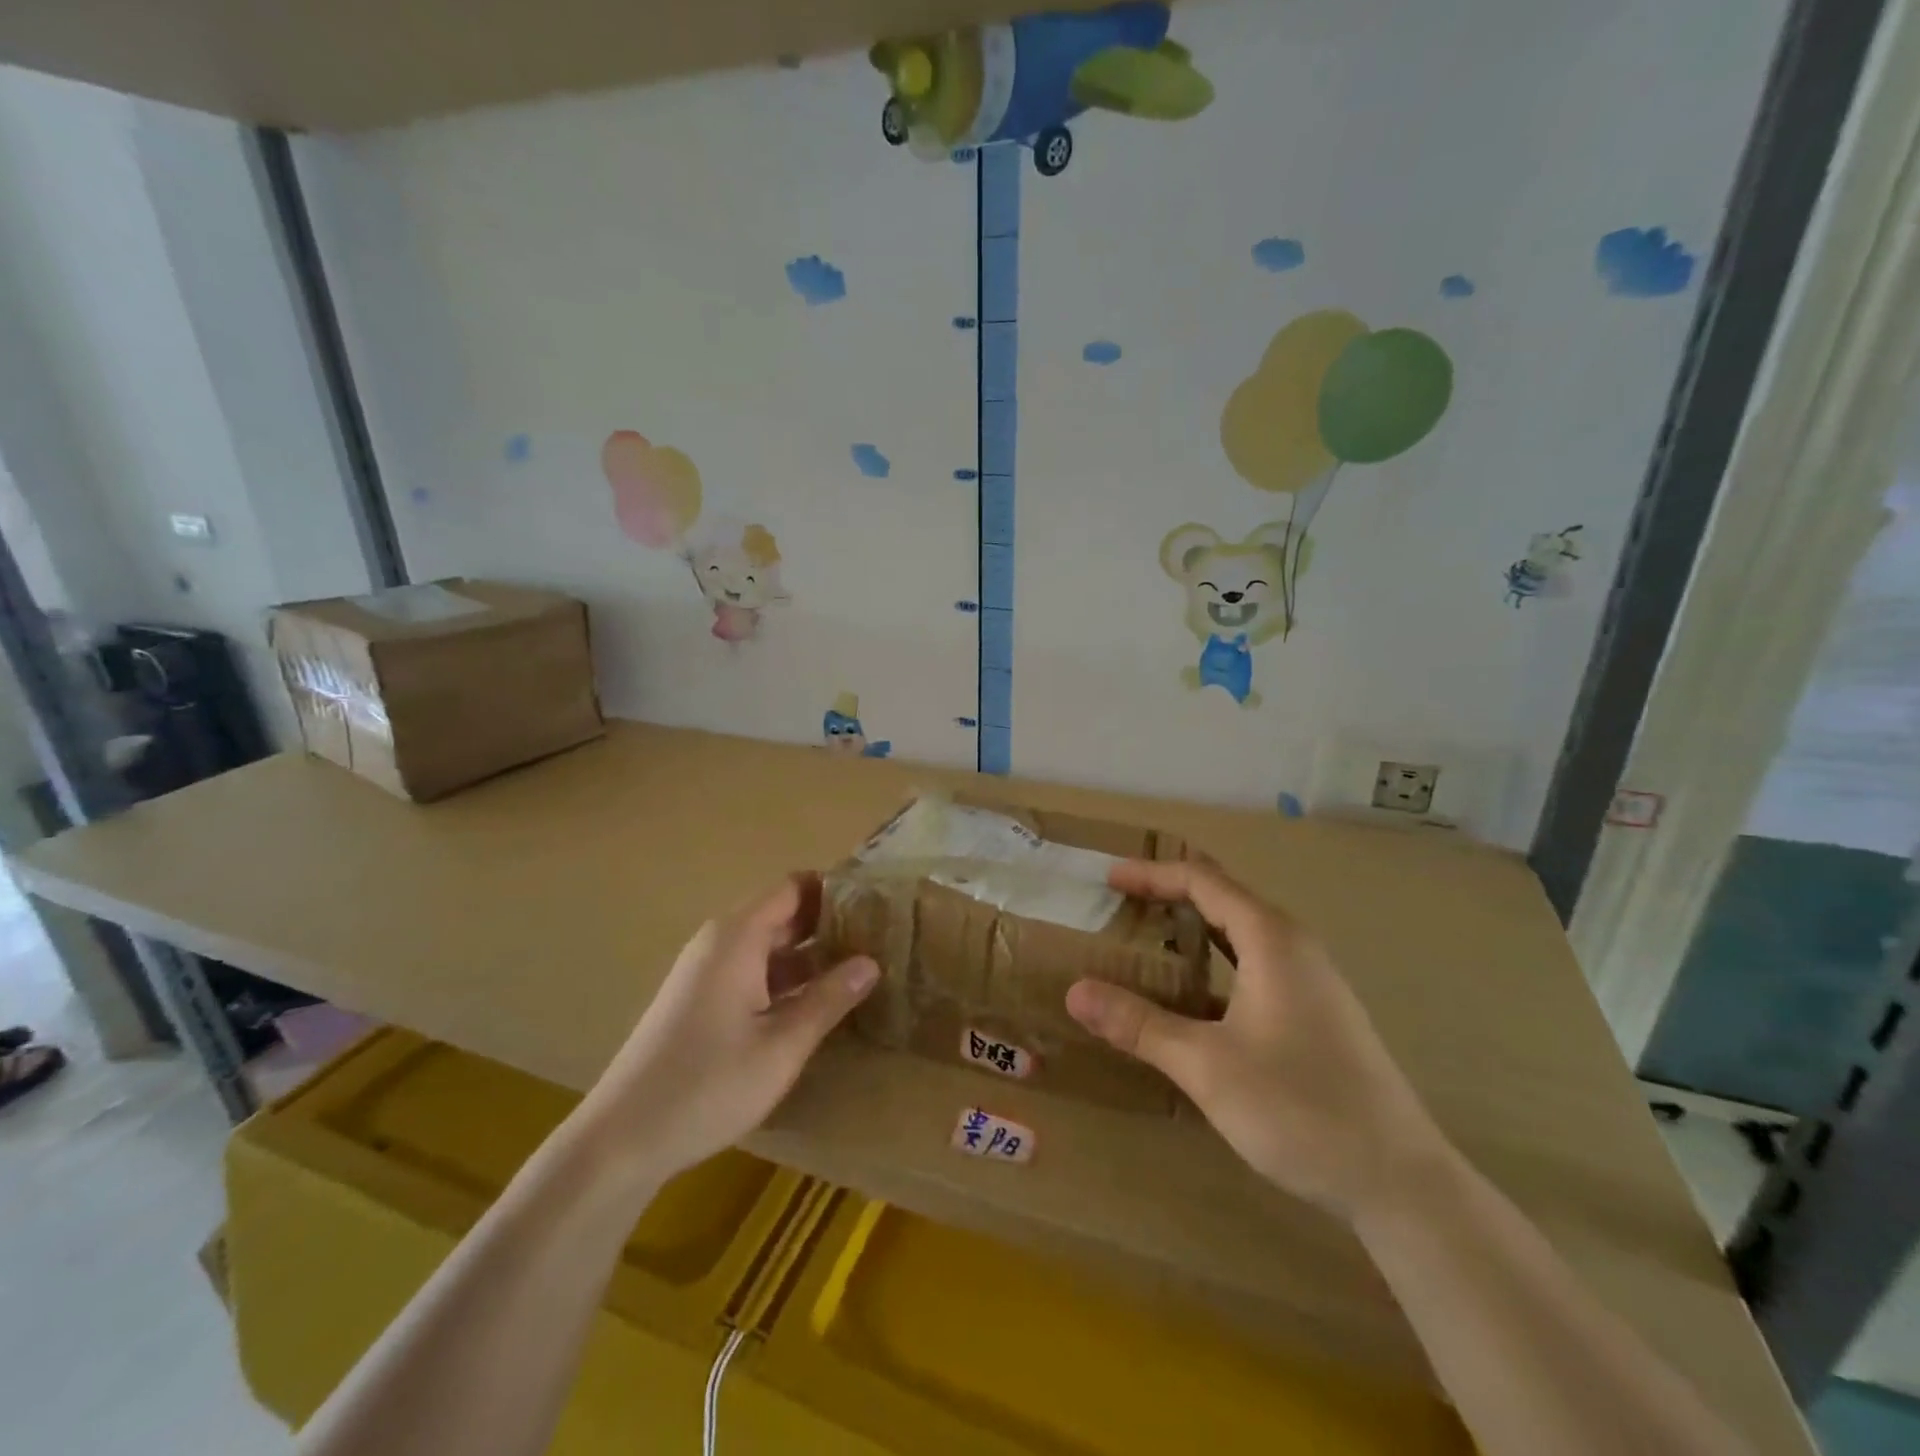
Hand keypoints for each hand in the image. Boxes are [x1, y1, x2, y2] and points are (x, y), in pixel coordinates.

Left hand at [575, 874, 878, 1185]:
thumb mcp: (781, 1046)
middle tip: (879, 937)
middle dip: (828, 922)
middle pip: (781, 914)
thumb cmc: (707, 1085)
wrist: (621, 1139)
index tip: (875, 902)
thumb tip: (871, 962)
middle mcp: (720, 943)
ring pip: (767, 947)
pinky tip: (815, 1002)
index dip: (833, 889)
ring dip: (809, 954)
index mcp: (738, 937)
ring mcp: (706, 972)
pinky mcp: (699, 1000)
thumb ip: (829, 999)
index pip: (793, 888)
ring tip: (858, 968)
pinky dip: (785, 978)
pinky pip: (751, 971)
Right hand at [1065, 859, 1450, 1218]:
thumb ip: (1139, 1025)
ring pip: (1241, 934)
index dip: (1152, 874)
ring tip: (1146, 942)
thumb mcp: (1207, 1065)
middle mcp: (1294, 947)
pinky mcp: (1316, 1014)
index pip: (1202, 881)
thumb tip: (1076, 992)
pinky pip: (1253, 966)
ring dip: (1193, 929)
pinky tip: (1191, 998)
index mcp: (1271, 939)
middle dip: (1170, 894)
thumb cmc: (1301, 1108)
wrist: (1401, 1182)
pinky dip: (1214, 964)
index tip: (1108, 878)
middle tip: (1121, 905)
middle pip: (1224, 898)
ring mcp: (1310, 982)